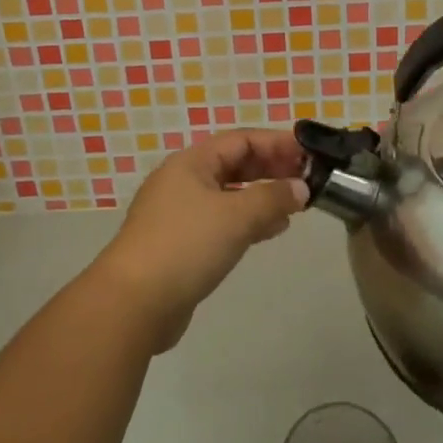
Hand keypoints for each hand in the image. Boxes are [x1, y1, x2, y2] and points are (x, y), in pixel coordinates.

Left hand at [92, 129, 308, 352]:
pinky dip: (247, 220)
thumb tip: (301, 188)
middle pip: (234, 164)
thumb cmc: (186, 245)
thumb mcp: (236, 216)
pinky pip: (222, 221)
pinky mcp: (181, 244)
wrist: (133, 303)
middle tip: (307, 178)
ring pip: (229, 194)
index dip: (276, 143)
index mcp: (192, 162)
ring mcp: (180, 213)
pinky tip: (271, 231)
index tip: (308, 152)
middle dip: (271, 168)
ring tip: (295, 205)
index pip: (241, 140)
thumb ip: (272, 198)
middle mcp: (184, 181)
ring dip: (262, 196)